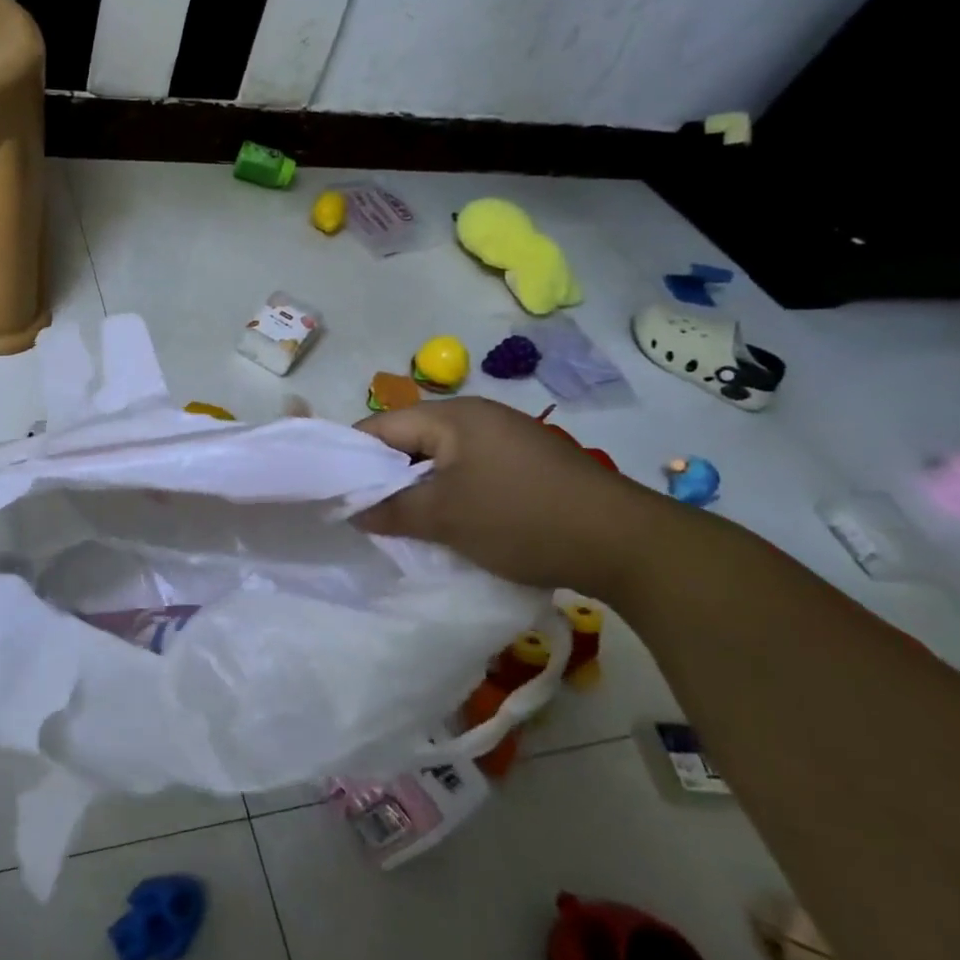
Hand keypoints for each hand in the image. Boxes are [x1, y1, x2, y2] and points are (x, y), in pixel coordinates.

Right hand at [353, 397, 668, 594]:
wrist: (627, 544)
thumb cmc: (522, 519)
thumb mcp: (444, 517)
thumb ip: (389, 510)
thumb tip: (351, 511)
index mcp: (452, 416)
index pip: (380, 427)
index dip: (351, 459)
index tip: (333, 494)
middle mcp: (477, 416)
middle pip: (410, 441)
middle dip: (385, 477)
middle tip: (366, 514)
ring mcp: (507, 438)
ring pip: (440, 459)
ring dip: (419, 489)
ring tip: (403, 524)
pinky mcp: (528, 463)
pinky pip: (470, 471)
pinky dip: (451, 493)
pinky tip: (450, 523)